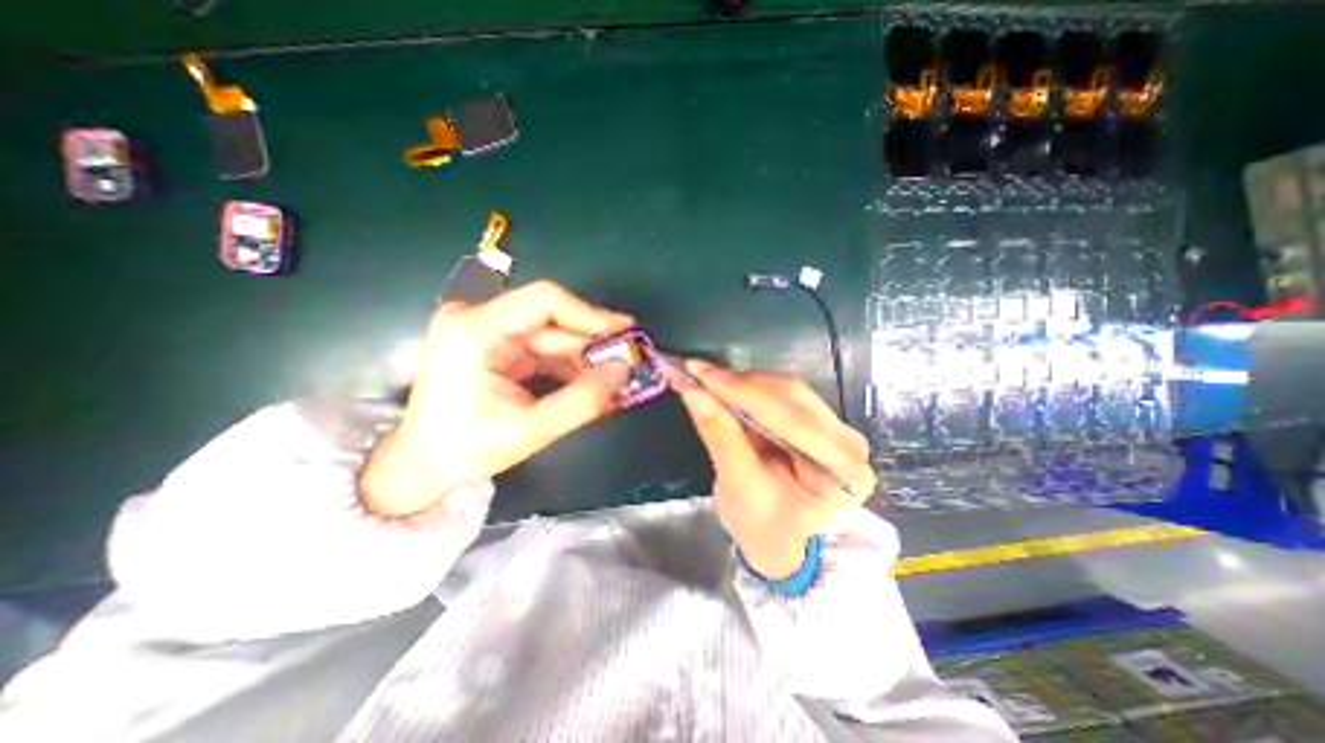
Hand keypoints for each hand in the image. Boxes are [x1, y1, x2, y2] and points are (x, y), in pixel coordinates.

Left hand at [361, 281, 633, 512]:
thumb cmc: (466, 449)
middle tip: (629, 364)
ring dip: (585, 361)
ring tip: (614, 382)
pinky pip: (544, 351)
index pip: (544, 301)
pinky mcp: (497, 347)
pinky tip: (590, 386)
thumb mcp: (530, 430)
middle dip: (593, 346)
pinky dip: (569, 368)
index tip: (625, 332)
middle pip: (552, 322)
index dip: (590, 314)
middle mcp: (479, 320)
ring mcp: (487, 333)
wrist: (424, 465)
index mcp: (475, 330)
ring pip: (553, 338)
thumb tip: (624, 372)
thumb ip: (583, 401)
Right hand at [675, 360, 876, 578]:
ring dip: (741, 384)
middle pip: (791, 397)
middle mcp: (848, 442)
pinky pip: (780, 396)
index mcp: (843, 471)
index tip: (701, 374)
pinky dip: (747, 391)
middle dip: (738, 385)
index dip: (742, 392)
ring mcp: (835, 429)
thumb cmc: (764, 530)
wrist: (780, 544)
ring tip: (704, 379)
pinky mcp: (817, 422)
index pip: (791, 419)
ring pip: (784, 391)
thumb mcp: (739, 487)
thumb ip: (720, 435)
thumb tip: (693, 390)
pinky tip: (722, 387)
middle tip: (696, 373)